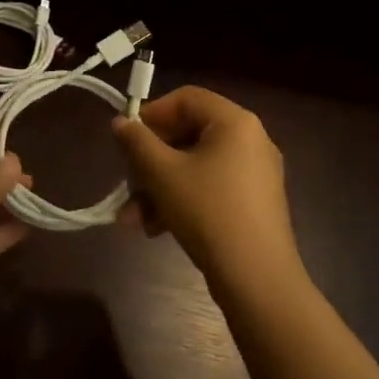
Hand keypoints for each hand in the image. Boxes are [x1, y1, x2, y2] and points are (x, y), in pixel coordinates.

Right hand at [112, 86, 300, 294]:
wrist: (258, 279)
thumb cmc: (208, 212)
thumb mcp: (162, 174)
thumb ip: (137, 142)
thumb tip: (120, 123)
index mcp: (235, 122)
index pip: (185, 98)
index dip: (151, 114)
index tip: (126, 139)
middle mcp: (250, 140)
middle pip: (188, 135)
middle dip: (150, 162)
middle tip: (127, 183)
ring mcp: (255, 173)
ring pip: (194, 166)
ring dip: (159, 187)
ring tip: (132, 219)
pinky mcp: (253, 203)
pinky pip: (210, 187)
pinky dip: (181, 201)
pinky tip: (155, 230)